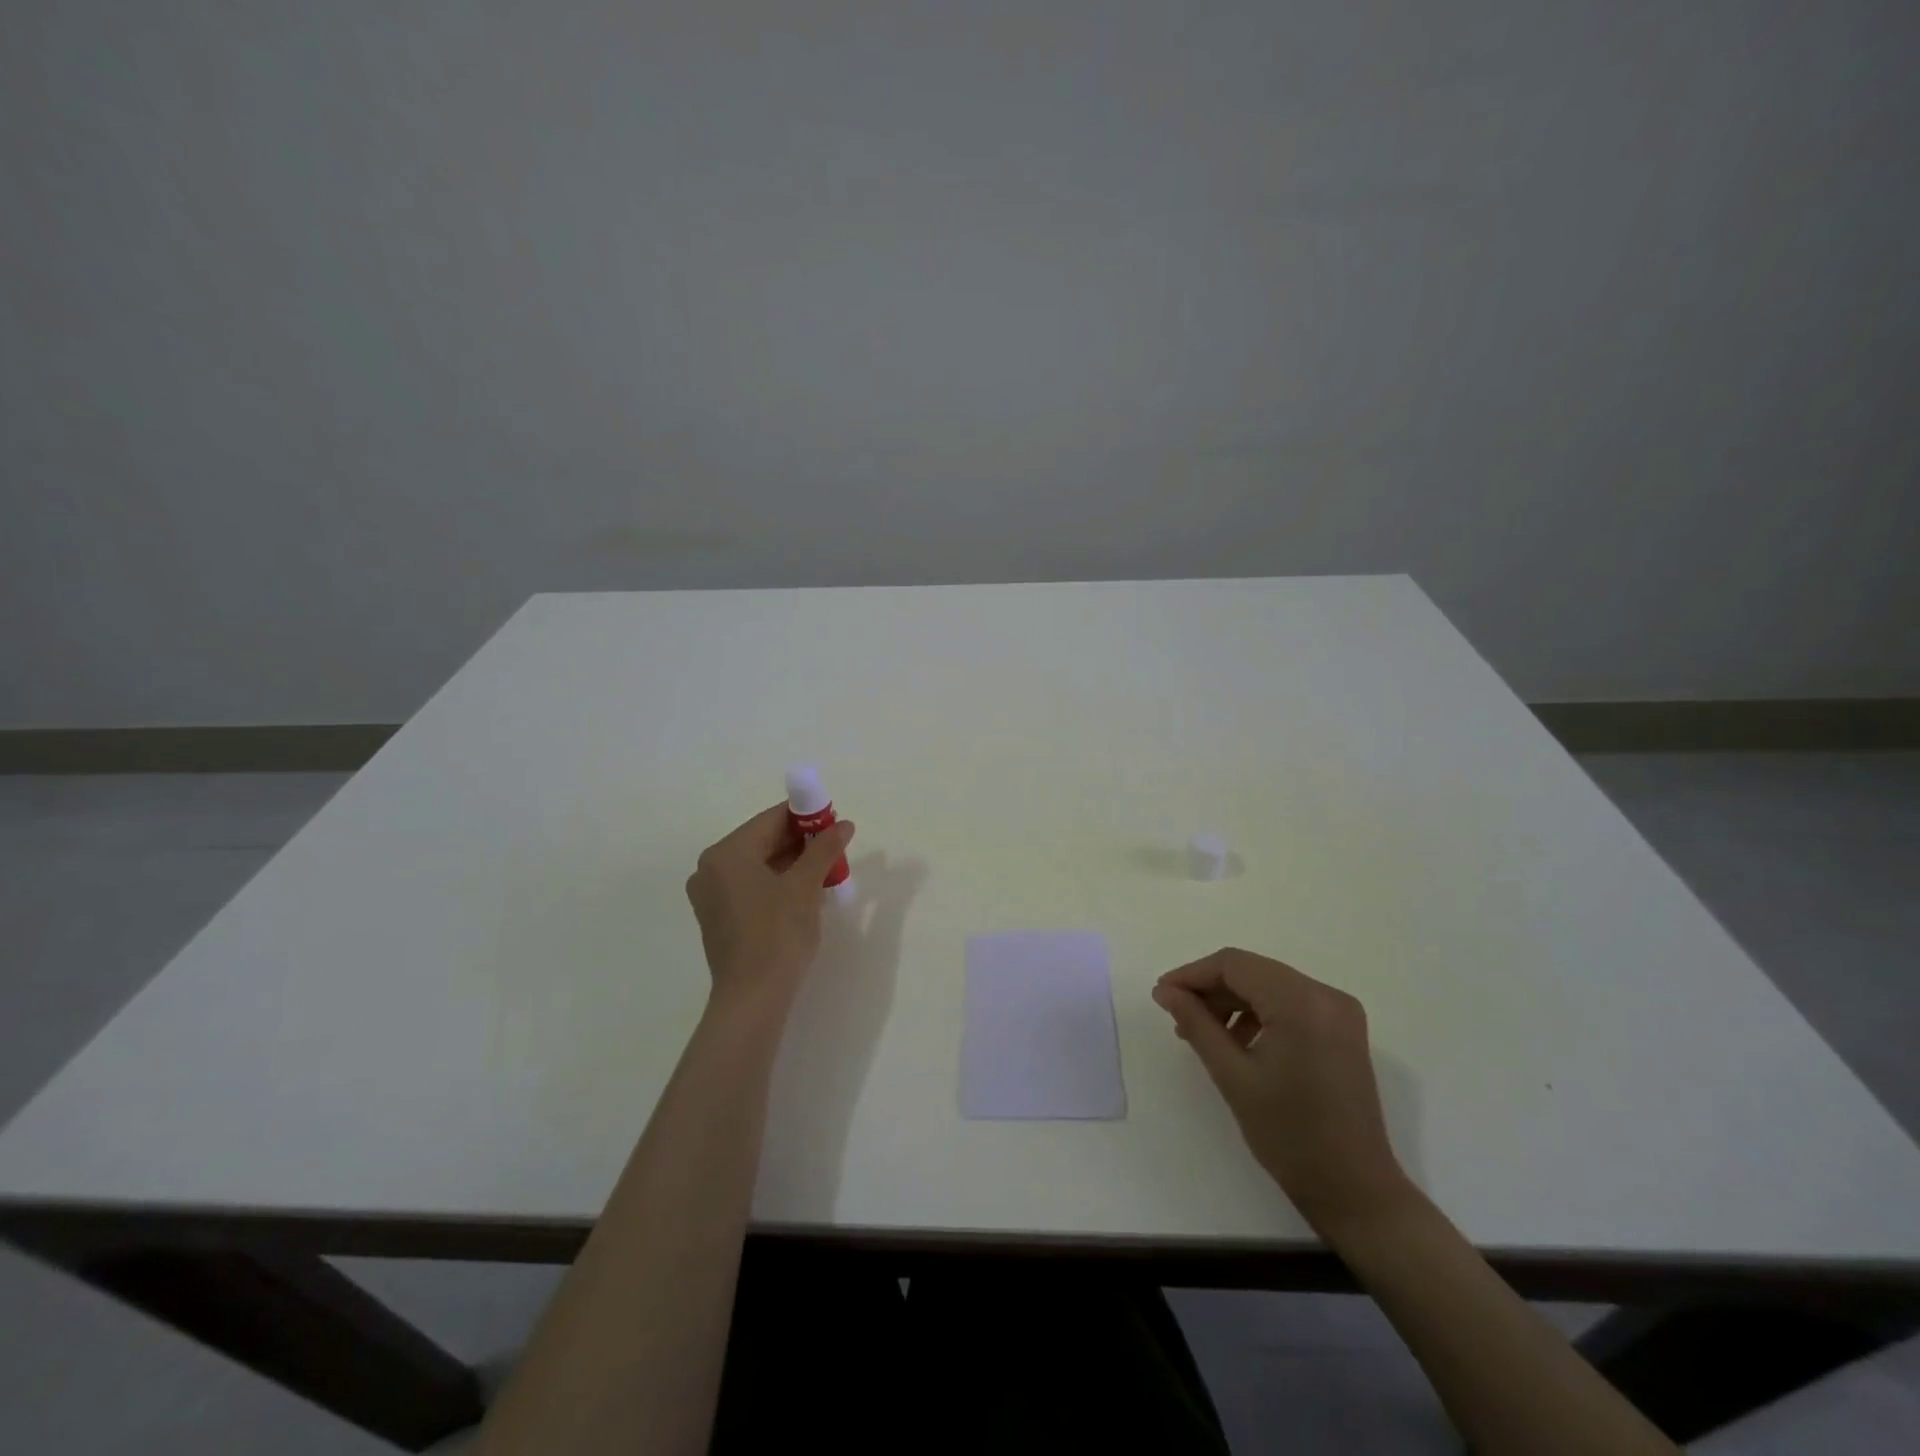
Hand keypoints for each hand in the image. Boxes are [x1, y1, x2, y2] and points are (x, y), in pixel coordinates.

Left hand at [685, 806, 855, 1015]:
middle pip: (762, 840)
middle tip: (835, 847)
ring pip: (758, 864)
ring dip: (791, 863)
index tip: (835, 821)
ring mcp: (711, 894)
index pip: (771, 819)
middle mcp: (711, 868)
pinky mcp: (718, 917)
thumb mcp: (806, 886)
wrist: (753, 998)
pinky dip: (776, 882)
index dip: (807, 816)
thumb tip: (844, 824)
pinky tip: (804, 891)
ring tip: (825, 869)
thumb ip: (824, 849)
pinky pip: (750, 885)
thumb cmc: (778, 934)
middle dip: (801, 841)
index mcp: (727, 853)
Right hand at [1153, 948, 1411, 1233]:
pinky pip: (1289, 1002)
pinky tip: (1238, 1041)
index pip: (1235, 965)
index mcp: (1301, 1003)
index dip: (1192, 974)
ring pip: (1269, 985)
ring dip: (1232, 1001)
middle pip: (1253, 971)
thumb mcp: (1232, 1075)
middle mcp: (1326, 995)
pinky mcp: (1342, 1028)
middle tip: (1178, 1017)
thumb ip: (1196, 1023)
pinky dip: (1258, 1012)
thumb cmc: (1289, 1135)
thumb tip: (1164, 991)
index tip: (1162, 995)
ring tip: (1203, 1033)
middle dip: (1211, 989)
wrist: (1355, 1190)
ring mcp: (1339, 1011)